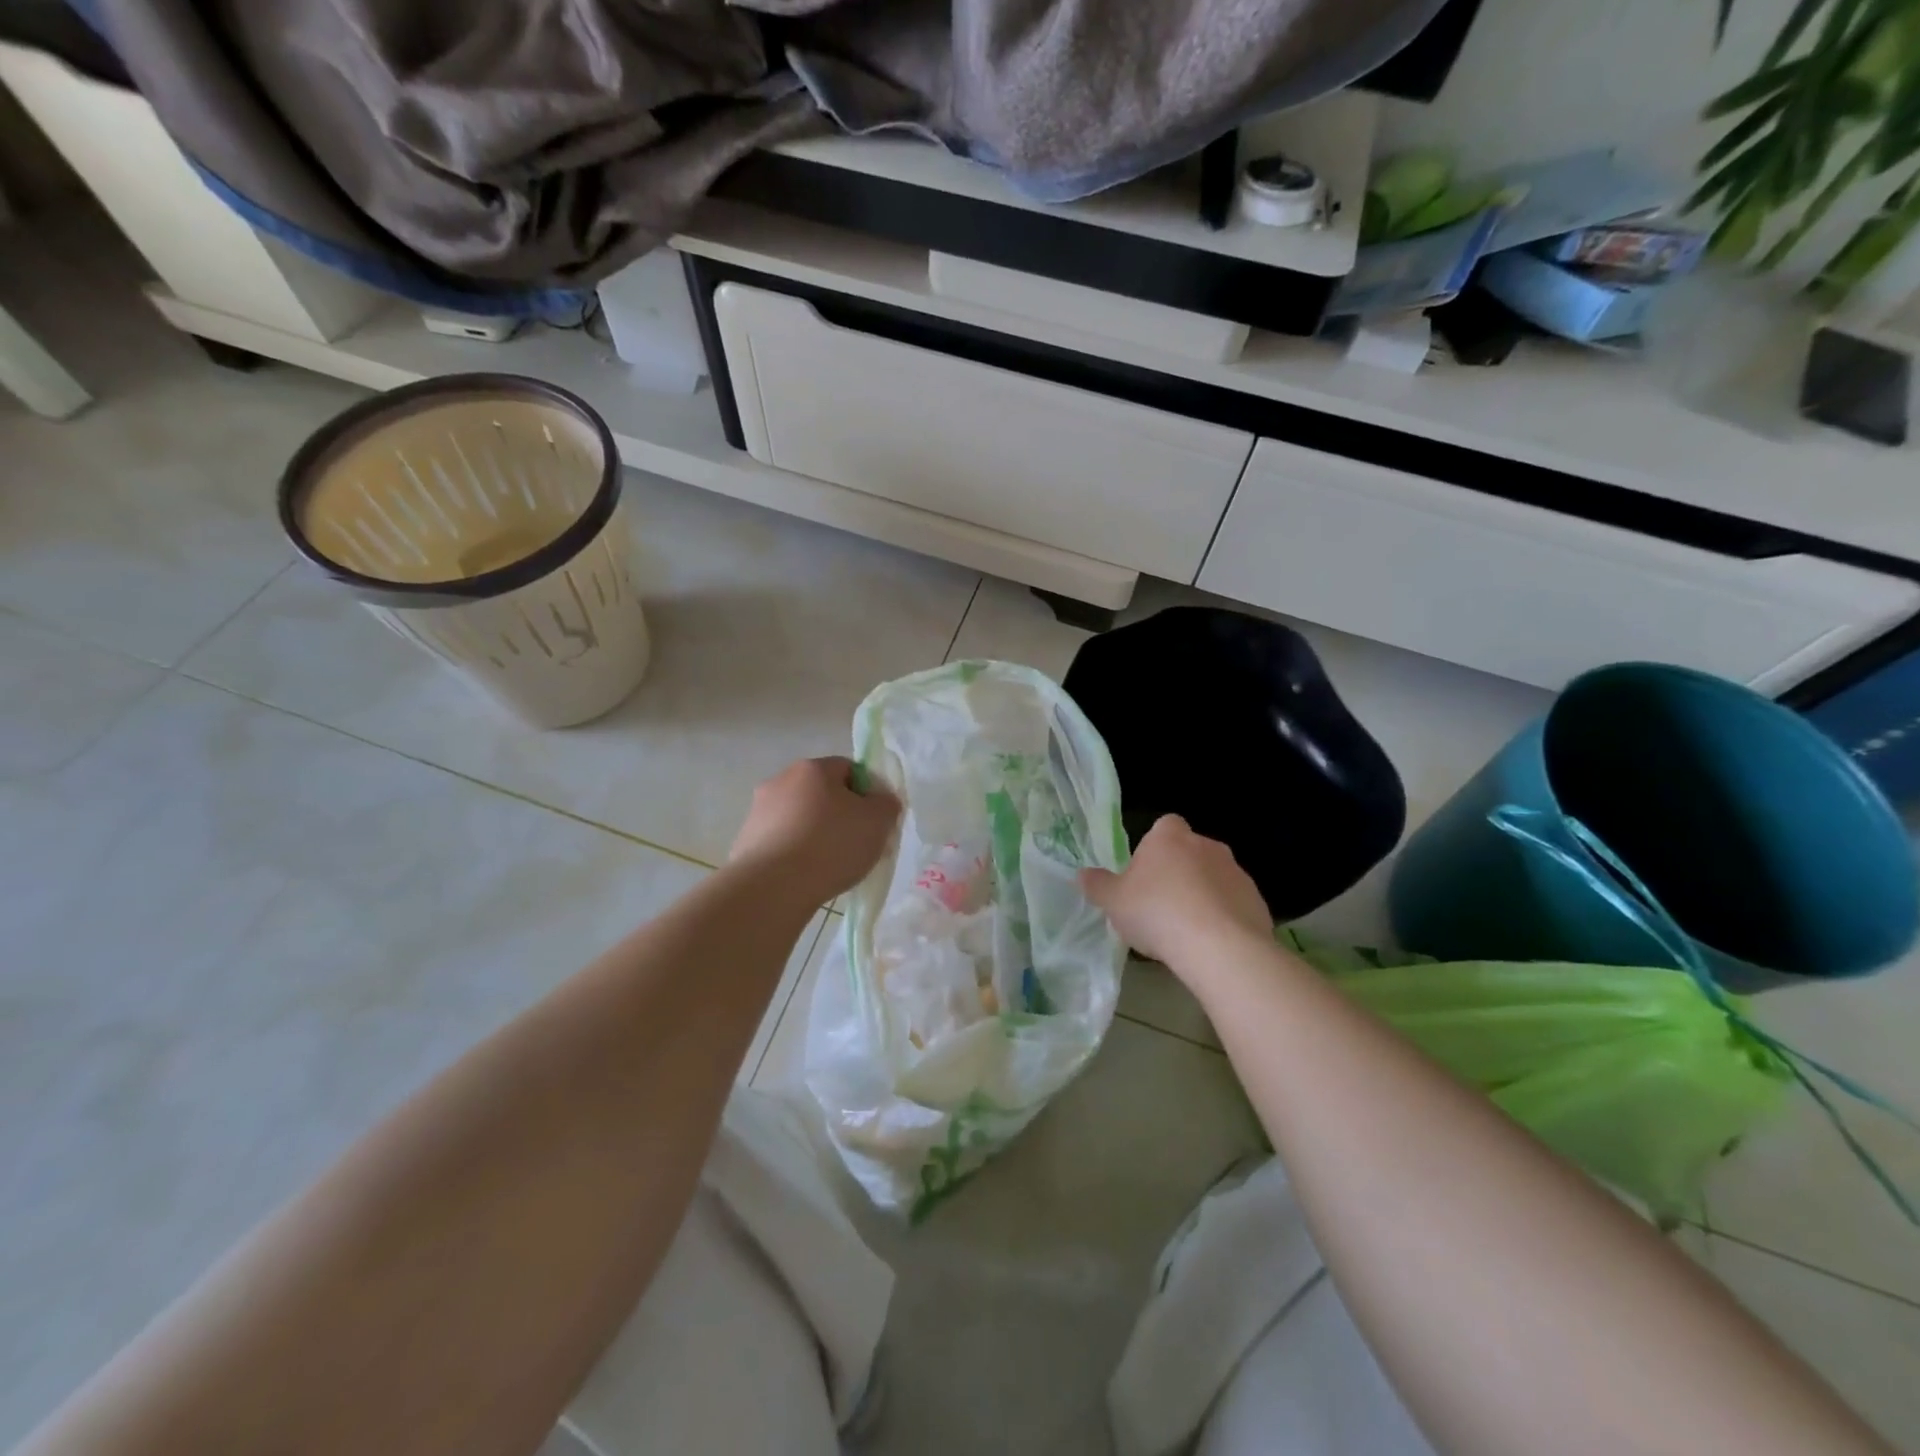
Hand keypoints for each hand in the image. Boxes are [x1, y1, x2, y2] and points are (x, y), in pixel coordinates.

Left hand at [729, 757, 900, 903]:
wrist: (773, 887)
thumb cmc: (831, 845)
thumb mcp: (878, 821)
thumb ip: (886, 804)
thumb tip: (881, 801)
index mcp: (813, 768)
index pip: (849, 769)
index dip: (867, 793)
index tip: (875, 822)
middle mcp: (781, 781)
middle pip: (822, 793)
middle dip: (841, 815)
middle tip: (857, 845)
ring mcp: (758, 811)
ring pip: (800, 818)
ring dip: (816, 835)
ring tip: (831, 866)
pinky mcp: (745, 841)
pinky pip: (782, 842)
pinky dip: (796, 854)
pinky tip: (806, 876)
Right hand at [1080, 815, 1271, 971]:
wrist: (1218, 946)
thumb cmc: (1157, 913)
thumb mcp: (1113, 902)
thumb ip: (1097, 885)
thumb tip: (1082, 874)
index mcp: (1169, 838)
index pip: (1164, 826)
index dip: (1154, 847)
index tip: (1145, 874)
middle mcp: (1206, 845)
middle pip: (1190, 851)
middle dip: (1179, 872)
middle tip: (1161, 905)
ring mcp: (1236, 872)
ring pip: (1214, 877)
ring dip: (1203, 895)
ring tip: (1186, 931)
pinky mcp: (1256, 900)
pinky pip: (1234, 903)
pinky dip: (1224, 917)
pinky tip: (1211, 943)